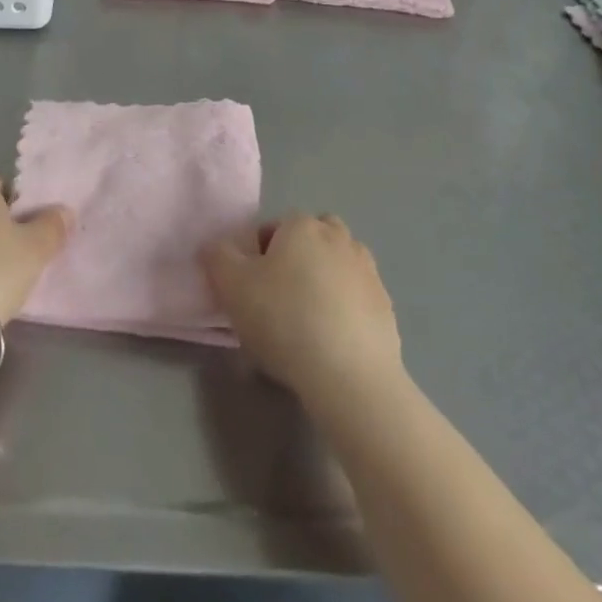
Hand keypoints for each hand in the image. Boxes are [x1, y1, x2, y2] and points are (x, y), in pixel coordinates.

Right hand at [201, 214, 402, 400]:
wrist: (350, 376)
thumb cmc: (285, 320)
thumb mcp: (233, 287)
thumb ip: (218, 258)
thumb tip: (216, 247)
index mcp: (302, 226)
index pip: (273, 229)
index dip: (257, 257)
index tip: (251, 290)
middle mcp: (338, 237)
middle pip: (310, 239)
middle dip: (295, 260)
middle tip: (279, 299)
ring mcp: (367, 270)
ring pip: (336, 265)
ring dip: (323, 281)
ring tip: (306, 322)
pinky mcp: (385, 305)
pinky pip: (356, 297)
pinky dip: (344, 309)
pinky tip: (331, 341)